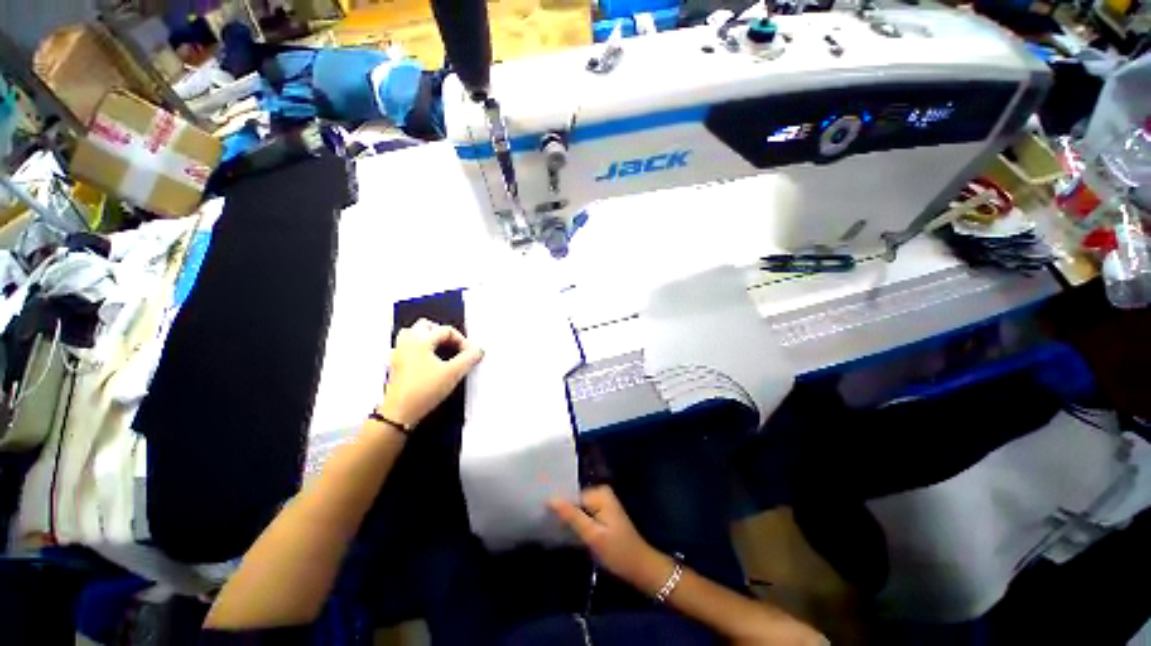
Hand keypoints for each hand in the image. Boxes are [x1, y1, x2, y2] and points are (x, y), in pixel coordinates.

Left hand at [379, 319, 482, 428]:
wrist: (399, 413)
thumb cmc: (425, 390)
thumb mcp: (453, 373)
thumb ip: (469, 358)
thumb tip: (478, 349)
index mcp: (420, 340)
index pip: (446, 330)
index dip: (462, 340)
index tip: (470, 354)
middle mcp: (407, 342)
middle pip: (426, 326)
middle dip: (443, 333)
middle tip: (455, 346)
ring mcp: (398, 353)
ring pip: (413, 335)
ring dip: (429, 338)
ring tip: (441, 350)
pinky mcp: (395, 365)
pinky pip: (407, 348)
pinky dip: (418, 349)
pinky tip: (427, 361)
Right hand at [549, 486, 674, 595]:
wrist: (640, 567)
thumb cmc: (617, 552)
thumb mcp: (592, 535)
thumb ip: (572, 516)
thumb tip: (551, 499)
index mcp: (600, 493)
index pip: (571, 496)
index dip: (559, 508)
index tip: (543, 517)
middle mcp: (601, 492)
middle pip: (575, 500)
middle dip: (563, 512)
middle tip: (546, 524)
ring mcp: (603, 502)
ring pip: (578, 508)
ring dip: (568, 518)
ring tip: (553, 528)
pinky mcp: (603, 513)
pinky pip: (584, 513)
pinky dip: (576, 522)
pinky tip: (567, 531)